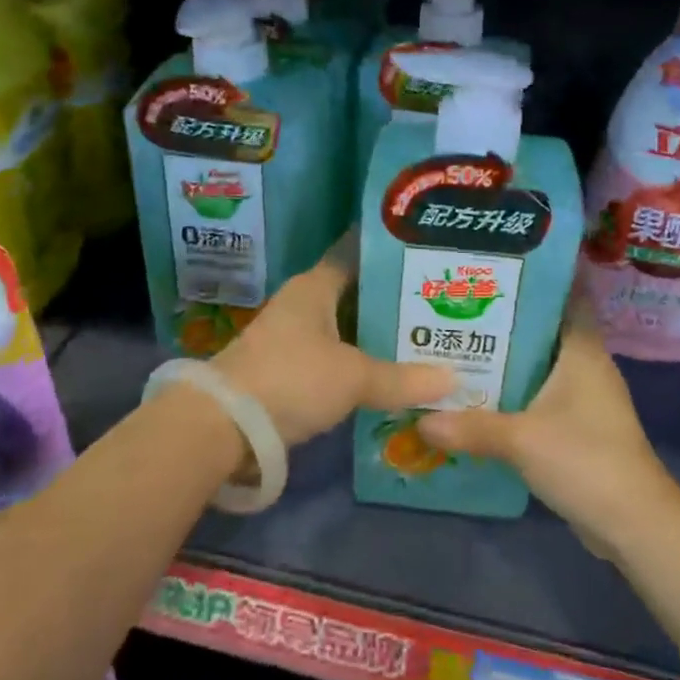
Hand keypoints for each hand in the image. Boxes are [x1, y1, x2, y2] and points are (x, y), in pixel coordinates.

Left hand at [212, 237, 452, 447]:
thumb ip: (403, 379)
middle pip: (355, 294)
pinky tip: (388, 372)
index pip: (357, 255)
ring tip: (423, 337)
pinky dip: (359, 361)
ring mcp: (292, 337)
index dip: (390, 255)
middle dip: (393, 300)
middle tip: (439, 302)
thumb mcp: (354, 377)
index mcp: (316, 286)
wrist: (223, 424)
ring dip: (376, 334)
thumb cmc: (292, 378)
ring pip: (346, 327)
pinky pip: (334, 355)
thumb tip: (455, 380)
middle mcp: (303, 303)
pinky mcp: (286, 369)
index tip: (425, 255)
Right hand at [418, 294, 679, 549]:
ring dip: (506, 357)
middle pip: (543, 328)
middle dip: (504, 317)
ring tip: (457, 342)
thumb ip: (470, 426)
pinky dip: (513, 390)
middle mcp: (585, 364)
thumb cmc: (587, 461)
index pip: (565, 294)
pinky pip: (539, 394)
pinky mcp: (577, 426)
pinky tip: (478, 394)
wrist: (635, 525)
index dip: (535, 277)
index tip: (496, 264)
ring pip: (539, 363)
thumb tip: (420, 419)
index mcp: (582, 349)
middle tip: (458, 303)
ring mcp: (583, 397)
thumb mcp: (522, 440)